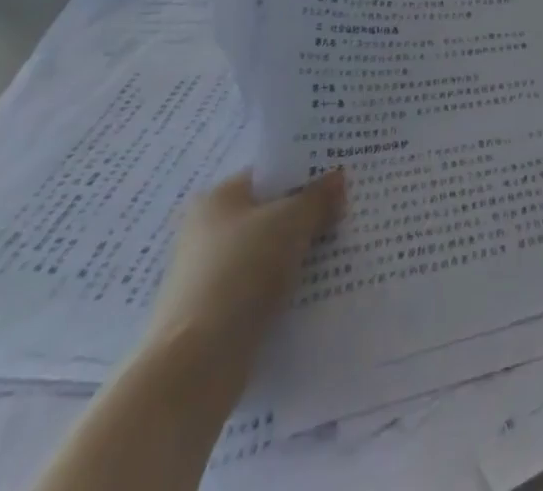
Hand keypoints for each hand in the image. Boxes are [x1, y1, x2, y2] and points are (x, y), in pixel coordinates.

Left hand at [145, 169, 345, 363]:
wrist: (195, 366)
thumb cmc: (241, 272)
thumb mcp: (291, 222)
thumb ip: (318, 198)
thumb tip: (338, 179)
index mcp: (217, 199)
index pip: (270, 176)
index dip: (306, 174)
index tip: (341, 180)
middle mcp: (208, 233)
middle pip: (270, 215)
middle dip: (307, 217)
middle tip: (347, 214)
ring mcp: (210, 277)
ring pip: (268, 255)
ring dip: (299, 256)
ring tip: (341, 252)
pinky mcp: (217, 317)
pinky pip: (262, 290)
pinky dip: (286, 289)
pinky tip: (317, 290)